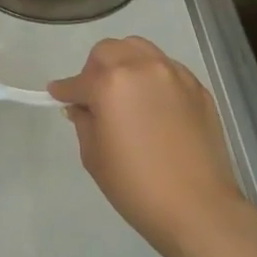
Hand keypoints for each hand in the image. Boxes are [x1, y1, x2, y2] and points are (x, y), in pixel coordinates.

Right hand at [49, 37, 245, 256]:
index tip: (58, 96)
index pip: (78, 81)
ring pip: (141, 50)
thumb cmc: (135, 184)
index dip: (64, 91)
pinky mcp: (198, 88)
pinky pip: (167, 69)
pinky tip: (153, 106)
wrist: (196, 206)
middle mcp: (143, 67)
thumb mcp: (94, 155)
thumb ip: (84, 121)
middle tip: (94, 97)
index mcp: (110, 83)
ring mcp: (175, 75)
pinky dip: (152, 78)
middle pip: (109, 51)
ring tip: (124, 94)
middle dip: (95, 69)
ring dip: (125, 65)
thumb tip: (82, 107)